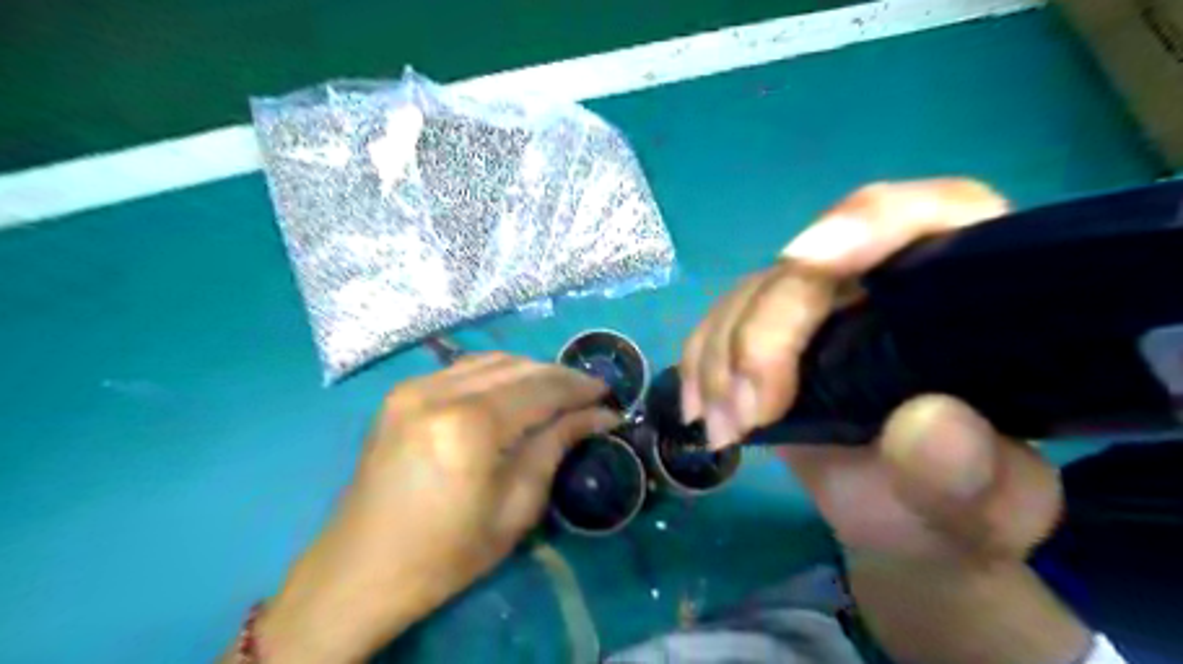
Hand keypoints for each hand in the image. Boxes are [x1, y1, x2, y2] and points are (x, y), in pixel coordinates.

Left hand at [256, 359, 619, 663]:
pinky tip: (513, 391)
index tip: (609, 395)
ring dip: (530, 371)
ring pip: (491, 360)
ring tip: (557, 391)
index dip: (579, 388)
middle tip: (589, 393)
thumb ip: (556, 447)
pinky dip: (497, 374)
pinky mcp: (401, 393)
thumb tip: (599, 416)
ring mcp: (415, 387)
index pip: (541, 389)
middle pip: (518, 367)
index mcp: (470, 425)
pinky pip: (463, 369)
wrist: (360, 570)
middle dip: (559, 376)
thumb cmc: (447, 553)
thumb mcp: (515, 506)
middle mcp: (439, 391)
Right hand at [680, 179, 1057, 563]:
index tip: (804, 261)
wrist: (905, 515)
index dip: (867, 222)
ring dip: (722, 357)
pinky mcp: (774, 333)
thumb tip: (926, 424)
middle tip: (747, 413)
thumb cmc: (963, 501)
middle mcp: (884, 278)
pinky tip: (700, 408)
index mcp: (961, 289)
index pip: (929, 215)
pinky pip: (722, 322)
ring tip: (724, 429)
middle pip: (811, 267)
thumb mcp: (994, 504)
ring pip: (753, 295)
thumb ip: (976, 473)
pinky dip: (700, 361)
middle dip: (765, 333)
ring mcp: (821, 304)